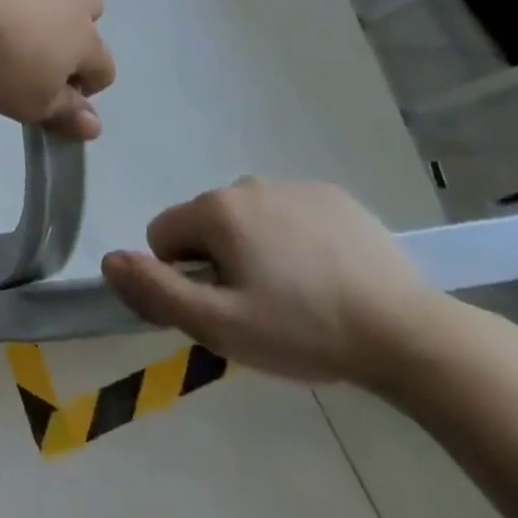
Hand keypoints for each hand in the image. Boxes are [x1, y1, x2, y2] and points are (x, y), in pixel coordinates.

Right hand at [100, 179, 435, 384]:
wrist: (409, 334)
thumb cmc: (304, 330)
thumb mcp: (220, 325)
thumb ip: (156, 291)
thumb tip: (108, 259)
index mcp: (216, 209)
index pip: (164, 235)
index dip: (182, 276)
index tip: (222, 307)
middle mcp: (247, 183)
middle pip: (206, 224)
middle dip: (219, 261)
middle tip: (261, 308)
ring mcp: (294, 186)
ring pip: (248, 219)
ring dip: (256, 250)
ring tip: (299, 296)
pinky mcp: (334, 196)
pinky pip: (290, 215)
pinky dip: (295, 240)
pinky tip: (328, 277)